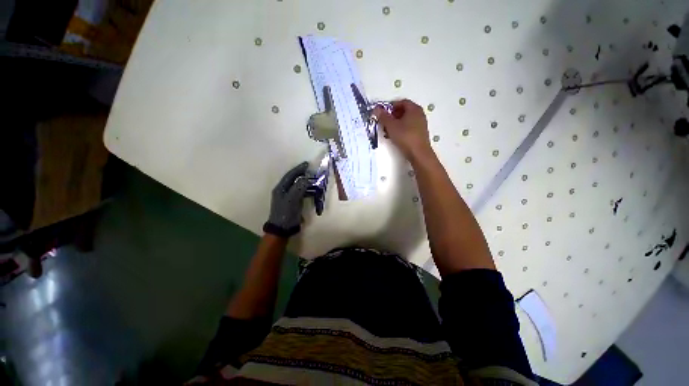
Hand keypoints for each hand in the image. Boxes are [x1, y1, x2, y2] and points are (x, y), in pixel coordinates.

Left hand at [263, 162, 310, 237]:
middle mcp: (283, 191)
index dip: (298, 169)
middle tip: (311, 170)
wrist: (282, 229)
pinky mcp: (293, 203)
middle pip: (293, 179)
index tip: (307, 164)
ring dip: (305, 182)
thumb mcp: (292, 199)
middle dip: (302, 174)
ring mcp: (288, 197)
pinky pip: (300, 193)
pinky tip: (312, 190)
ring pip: (297, 186)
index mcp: (280, 188)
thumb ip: (299, 187)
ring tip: (313, 179)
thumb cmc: (286, 213)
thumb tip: (306, 179)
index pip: (290, 175)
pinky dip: (306, 190)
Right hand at [374, 99, 432, 160]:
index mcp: (414, 109)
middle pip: (404, 111)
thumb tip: (376, 109)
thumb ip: (383, 116)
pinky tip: (395, 137)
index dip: (390, 106)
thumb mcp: (391, 126)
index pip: (401, 102)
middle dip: (392, 116)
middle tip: (384, 122)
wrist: (418, 153)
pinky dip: (401, 129)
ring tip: (387, 131)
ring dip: (395, 124)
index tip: (382, 113)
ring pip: (405, 120)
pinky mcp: (420, 133)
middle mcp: (419, 114)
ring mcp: (420, 124)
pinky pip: (408, 127)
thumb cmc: (405, 136)